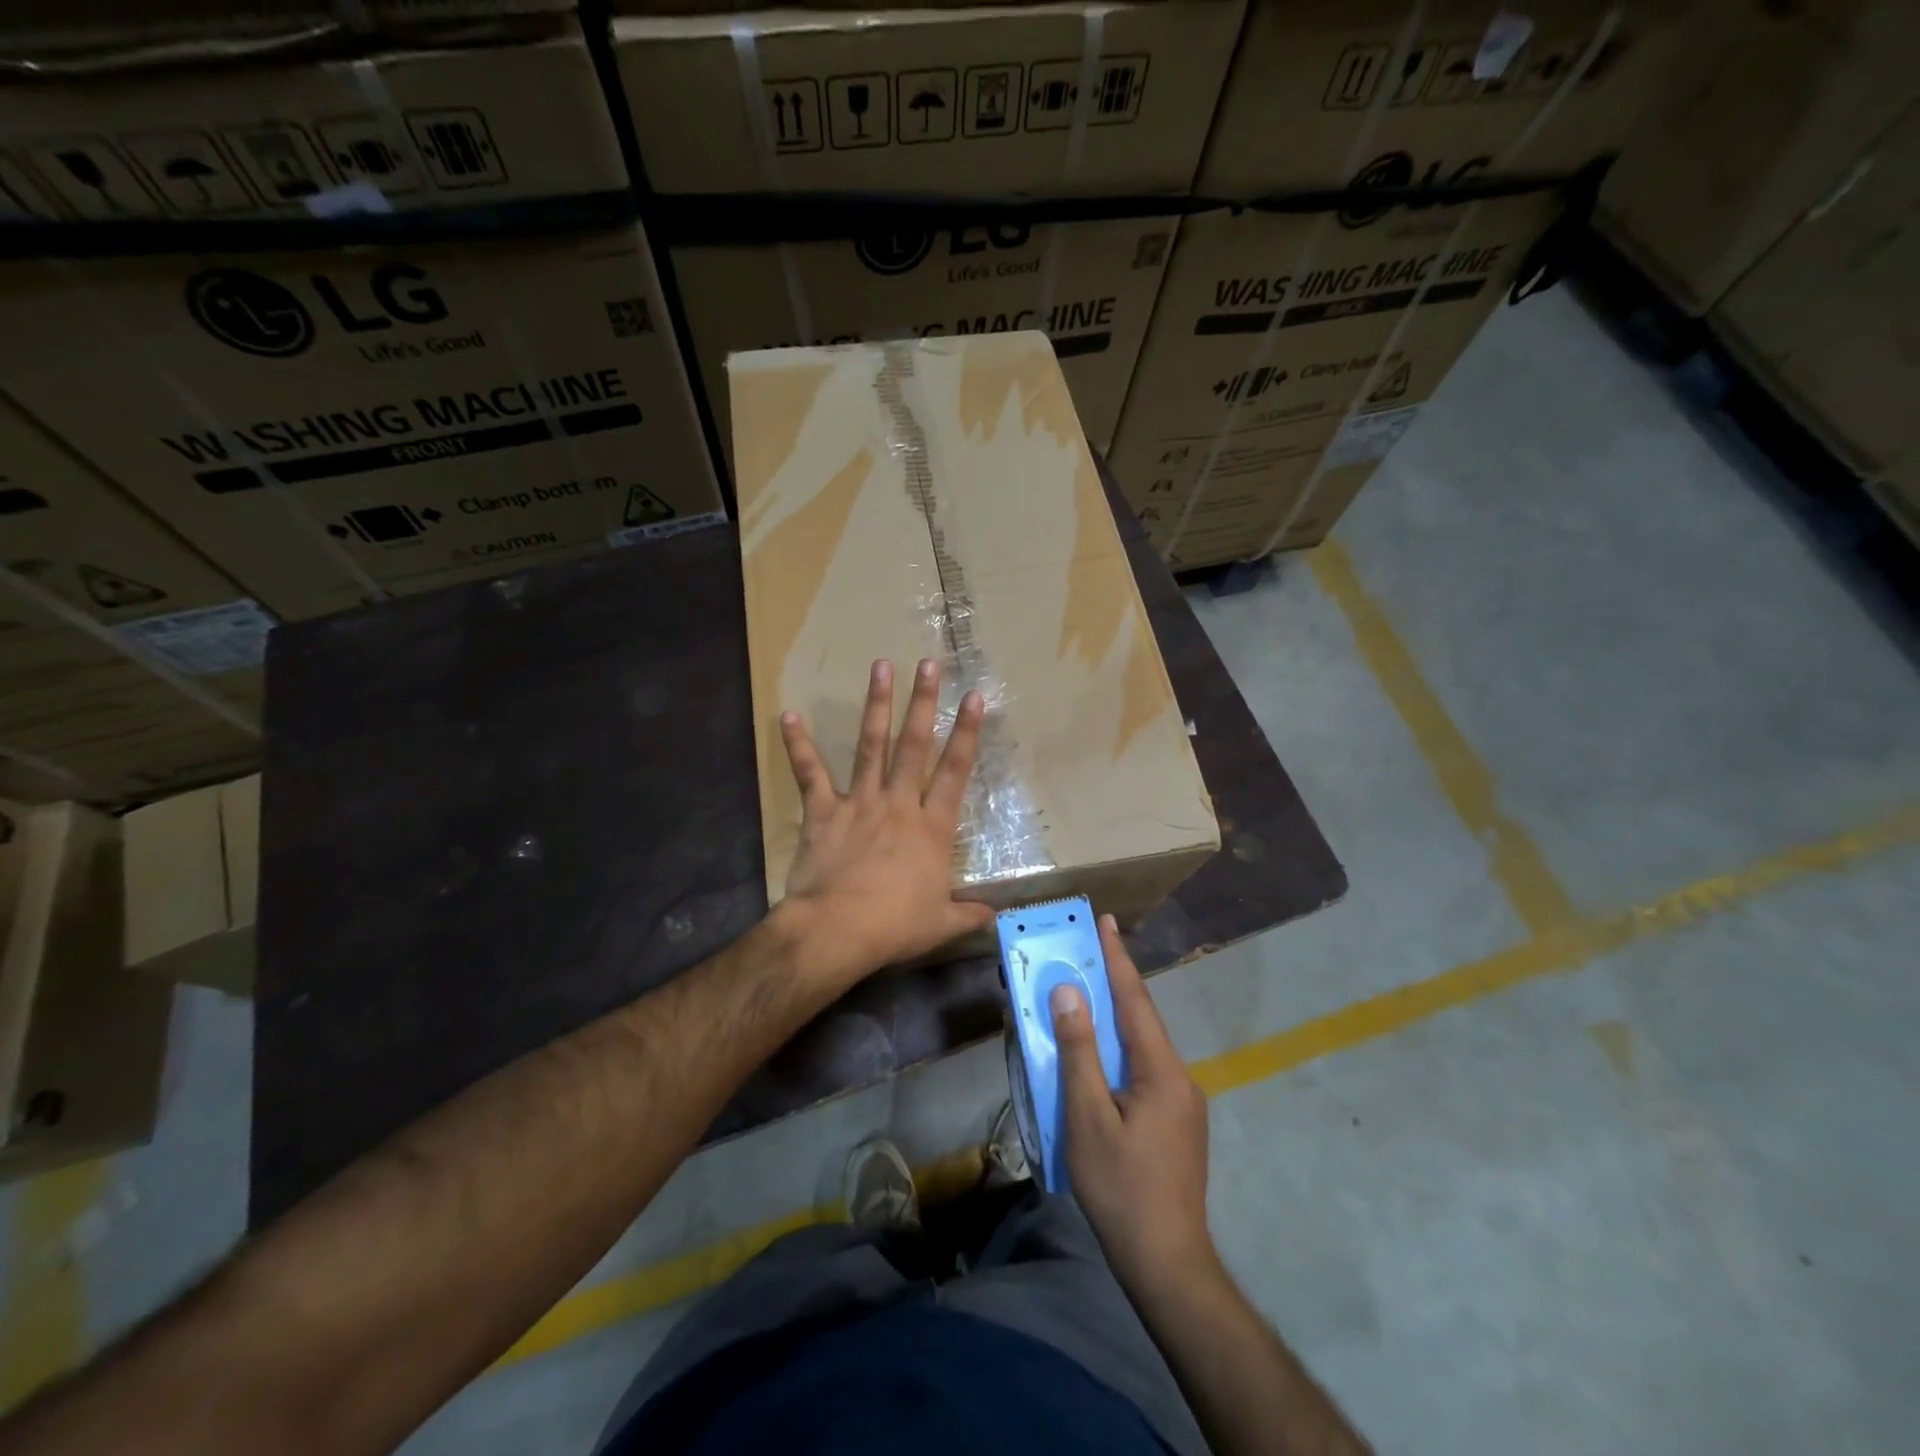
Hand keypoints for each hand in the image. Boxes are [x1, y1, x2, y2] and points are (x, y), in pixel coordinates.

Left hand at [776, 658, 994, 988]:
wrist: (837, 930)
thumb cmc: (894, 926)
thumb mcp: (941, 924)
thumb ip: (971, 914)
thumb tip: (997, 915)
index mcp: (931, 827)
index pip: (955, 771)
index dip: (967, 733)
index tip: (975, 698)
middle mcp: (899, 804)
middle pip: (914, 745)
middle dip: (923, 702)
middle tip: (928, 664)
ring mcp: (860, 802)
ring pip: (871, 746)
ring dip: (876, 705)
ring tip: (881, 667)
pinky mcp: (824, 811)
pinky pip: (810, 773)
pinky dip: (799, 745)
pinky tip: (789, 715)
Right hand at [1054, 916, 1217, 1296]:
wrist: (1167, 1263)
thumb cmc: (1121, 1187)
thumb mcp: (1087, 1117)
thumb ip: (1079, 1051)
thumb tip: (1069, 992)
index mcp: (1161, 1070)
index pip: (1135, 999)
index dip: (1118, 958)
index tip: (1107, 921)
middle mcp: (1179, 1078)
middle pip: (1141, 1019)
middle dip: (1115, 982)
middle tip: (1089, 950)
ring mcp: (1182, 1103)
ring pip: (1143, 1047)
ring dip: (1115, 1019)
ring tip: (1087, 997)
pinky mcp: (1177, 1124)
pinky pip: (1144, 1071)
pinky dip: (1120, 1051)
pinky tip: (1101, 1059)